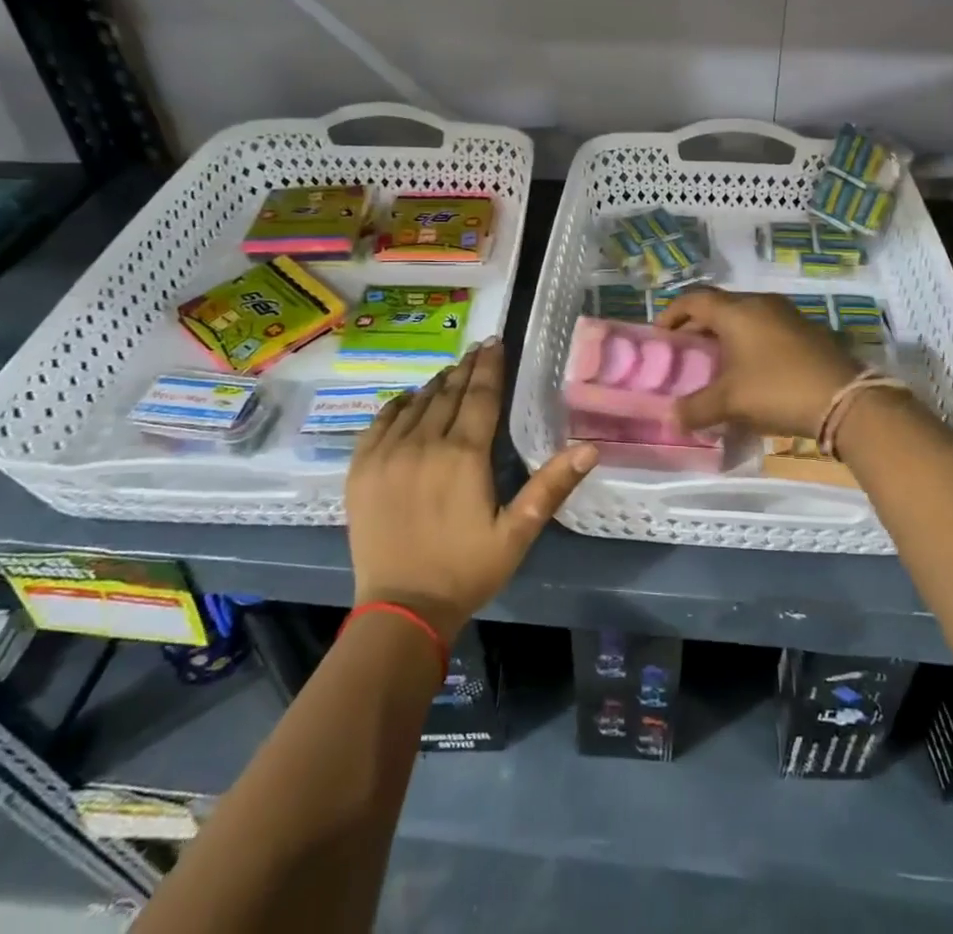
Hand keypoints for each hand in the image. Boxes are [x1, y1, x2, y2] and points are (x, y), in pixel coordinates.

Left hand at [346, 341, 595, 641]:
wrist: (401, 609)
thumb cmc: (466, 570)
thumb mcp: (517, 532)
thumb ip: (551, 486)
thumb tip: (591, 448)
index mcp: (464, 455)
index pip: (480, 395)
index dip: (490, 366)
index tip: (495, 342)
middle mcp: (424, 444)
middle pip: (448, 392)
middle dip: (467, 368)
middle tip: (479, 348)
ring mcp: (388, 453)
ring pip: (417, 403)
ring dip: (437, 384)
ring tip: (452, 371)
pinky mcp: (361, 468)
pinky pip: (381, 421)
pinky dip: (399, 404)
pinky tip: (409, 398)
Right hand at [654, 289, 861, 437]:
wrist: (845, 399)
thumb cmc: (777, 389)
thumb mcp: (730, 401)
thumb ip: (696, 407)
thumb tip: (672, 416)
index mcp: (736, 311)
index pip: (694, 299)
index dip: (672, 314)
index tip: (660, 335)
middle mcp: (760, 303)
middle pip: (719, 306)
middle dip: (698, 326)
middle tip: (684, 351)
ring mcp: (787, 315)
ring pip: (744, 316)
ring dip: (725, 334)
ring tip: (714, 361)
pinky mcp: (806, 330)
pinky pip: (765, 327)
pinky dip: (748, 341)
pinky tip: (749, 368)